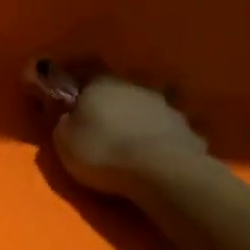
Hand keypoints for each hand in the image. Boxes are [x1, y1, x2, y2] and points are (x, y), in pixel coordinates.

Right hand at [46, 65, 208, 199]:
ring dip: (135, 120)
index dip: (75, 94)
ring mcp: (164, 105)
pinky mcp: (185, 127)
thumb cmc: (103, 152)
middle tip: (98, 128)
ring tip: (128, 143)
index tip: (70, 109)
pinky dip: (156, 138)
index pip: (82, 79)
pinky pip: (163, 129)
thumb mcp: (64, 140)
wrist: (162, 171)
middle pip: (115, 92)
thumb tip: (70, 115)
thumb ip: (64, 122)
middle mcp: (133, 86)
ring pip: (142, 108)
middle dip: (108, 107)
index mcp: (99, 84)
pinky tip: (152, 153)